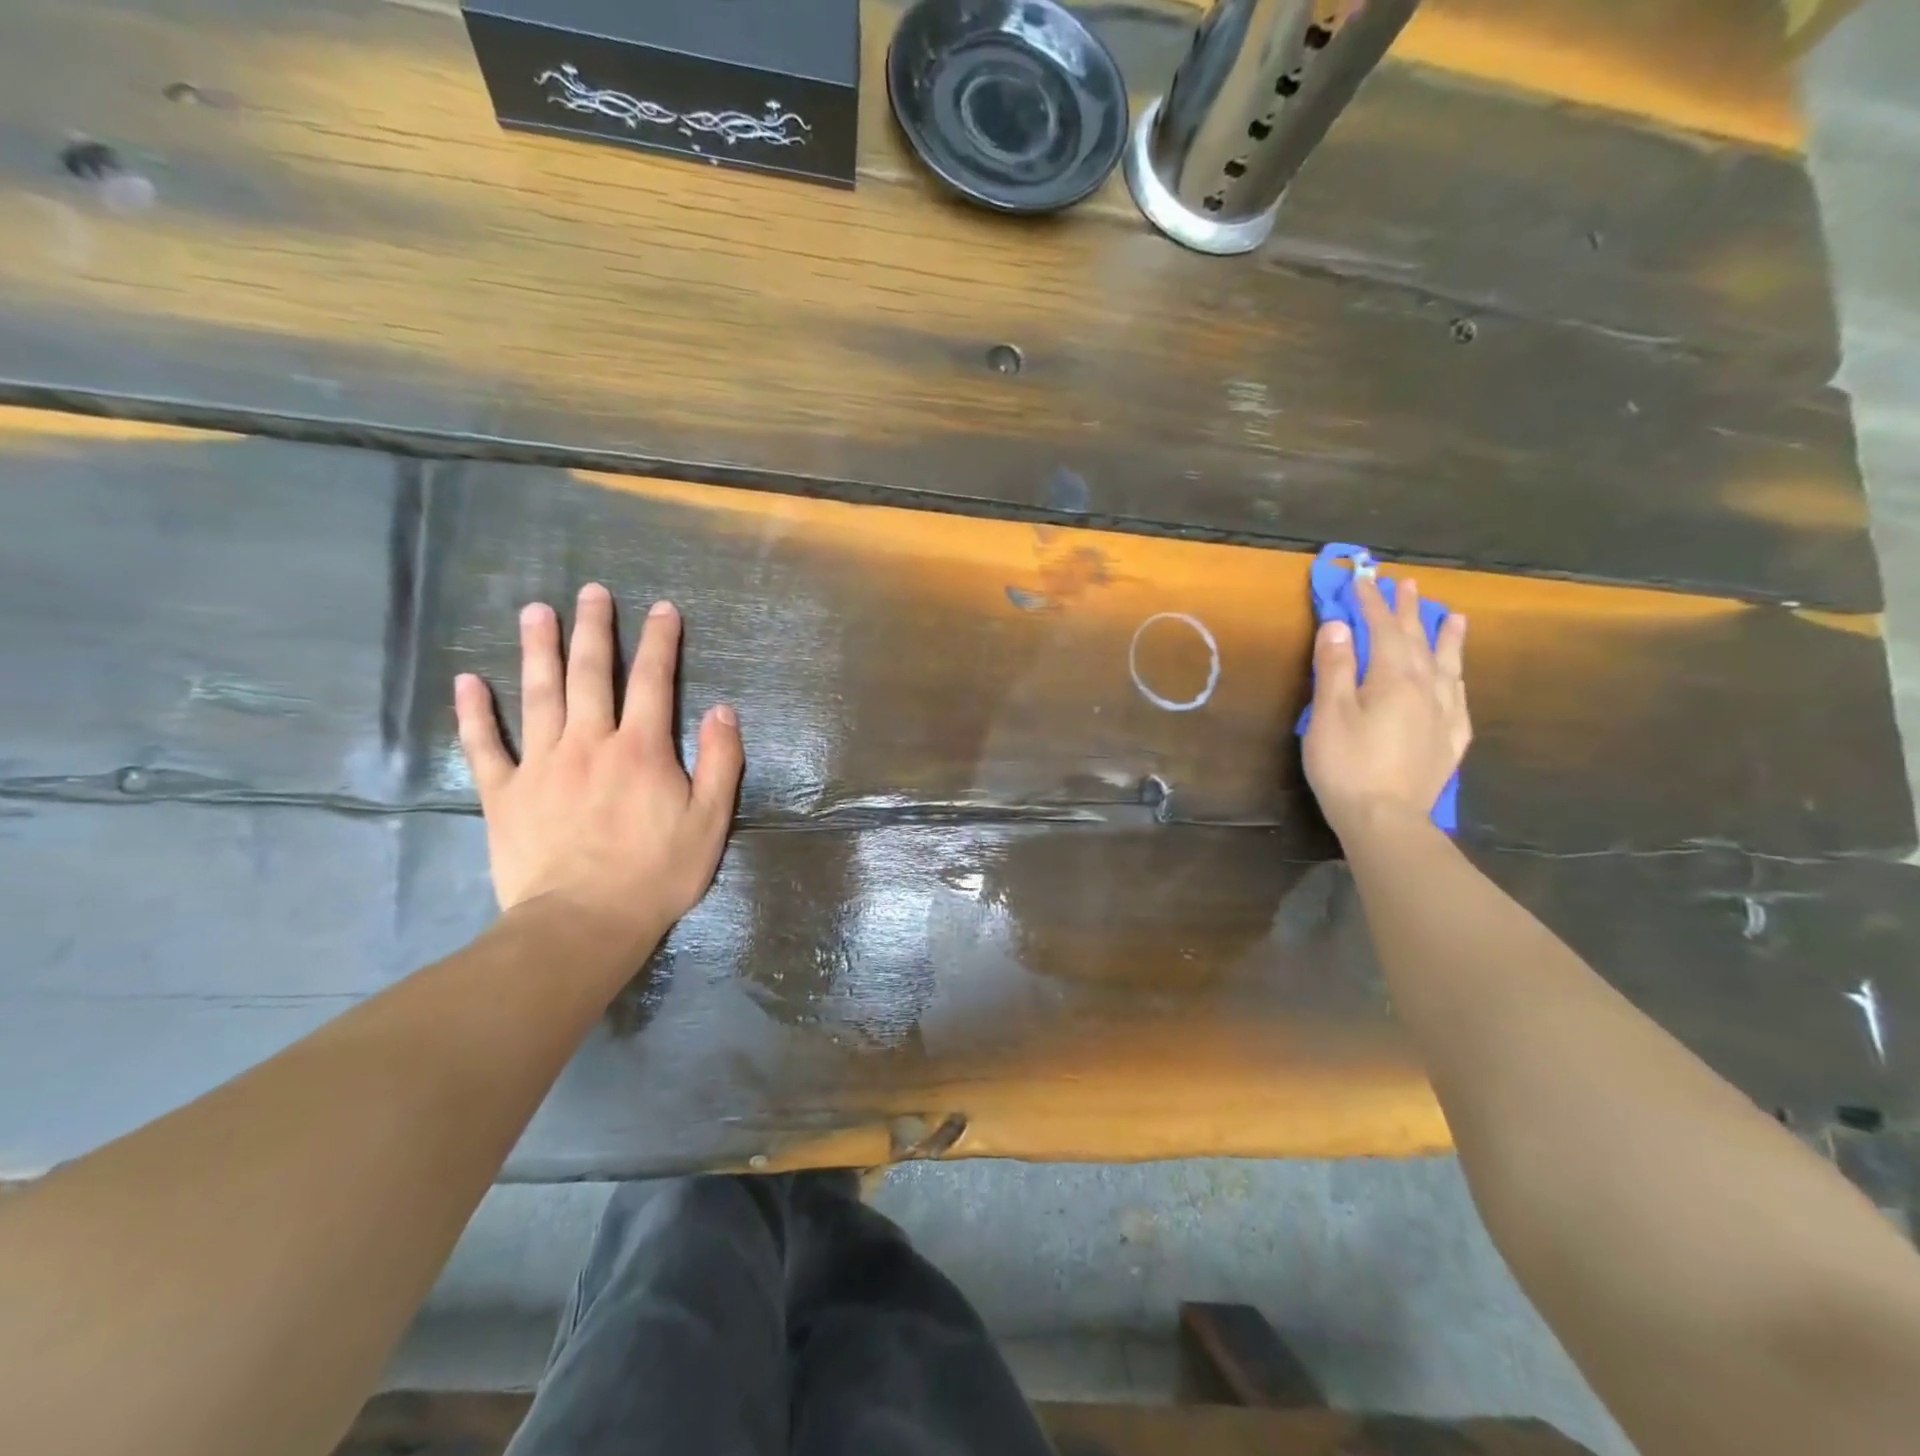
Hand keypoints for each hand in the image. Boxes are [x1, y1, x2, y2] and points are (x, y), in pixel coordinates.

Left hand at [453, 584, 742, 950]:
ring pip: (539, 696)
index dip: (660, 642)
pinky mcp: (504, 794)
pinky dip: (474, 713)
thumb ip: (721, 762)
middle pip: (591, 675)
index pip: (654, 682)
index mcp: (642, 750)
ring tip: (536, 612)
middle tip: (591, 591)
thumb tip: (723, 710)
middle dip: (594, 630)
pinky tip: (467, 682)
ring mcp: (541, 765)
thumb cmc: (656, 874)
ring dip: (538, 650)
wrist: (582, 924)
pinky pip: (485, 746)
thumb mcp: (710, 821)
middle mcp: (589, 743)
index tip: (662, 609)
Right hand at [1302, 574, 1469, 837]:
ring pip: (1448, 666)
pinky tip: (1457, 679)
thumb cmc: (1347, 765)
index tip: (1362, 579)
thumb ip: (1334, 668)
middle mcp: (1426, 689)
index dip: (1371, 603)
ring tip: (1454, 618)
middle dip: (1409, 611)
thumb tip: (1337, 625)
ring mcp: (1444, 716)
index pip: (1382, 630)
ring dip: (1447, 639)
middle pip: (1418, 641)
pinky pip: (1459, 699)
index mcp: (1394, 679)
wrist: (1386, 819)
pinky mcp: (1450, 742)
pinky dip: (1457, 679)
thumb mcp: (1329, 714)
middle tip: (1407, 584)